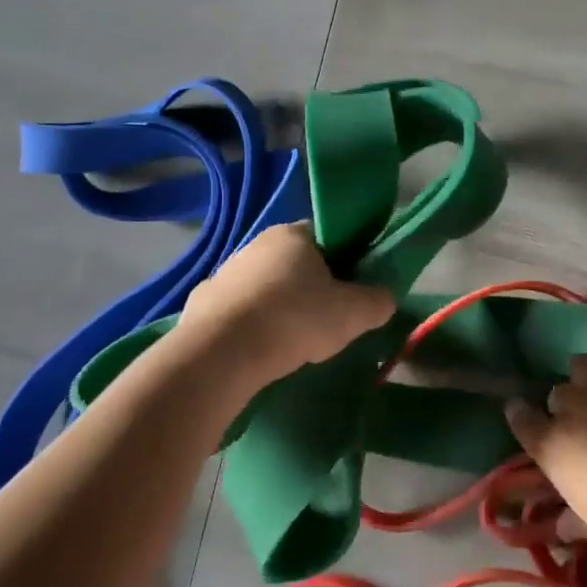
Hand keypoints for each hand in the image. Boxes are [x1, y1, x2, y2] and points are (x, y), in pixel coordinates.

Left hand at [178, 222, 394, 377]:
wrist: (223, 352)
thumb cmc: (296, 319)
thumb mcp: (354, 313)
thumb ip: (378, 301)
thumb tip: (383, 298)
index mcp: (294, 234)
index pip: (327, 237)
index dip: (345, 260)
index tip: (351, 289)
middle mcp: (256, 244)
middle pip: (295, 262)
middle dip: (311, 286)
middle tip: (327, 320)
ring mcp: (225, 272)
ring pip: (265, 287)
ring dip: (279, 307)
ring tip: (292, 342)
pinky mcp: (202, 304)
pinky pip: (238, 311)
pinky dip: (251, 326)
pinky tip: (259, 350)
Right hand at [506, 326, 586, 557]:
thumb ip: (574, 521)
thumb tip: (559, 528)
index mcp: (552, 447)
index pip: (523, 422)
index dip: (521, 415)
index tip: (521, 413)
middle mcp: (570, 408)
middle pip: (557, 395)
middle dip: (565, 404)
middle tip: (581, 417)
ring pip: (581, 366)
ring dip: (584, 375)